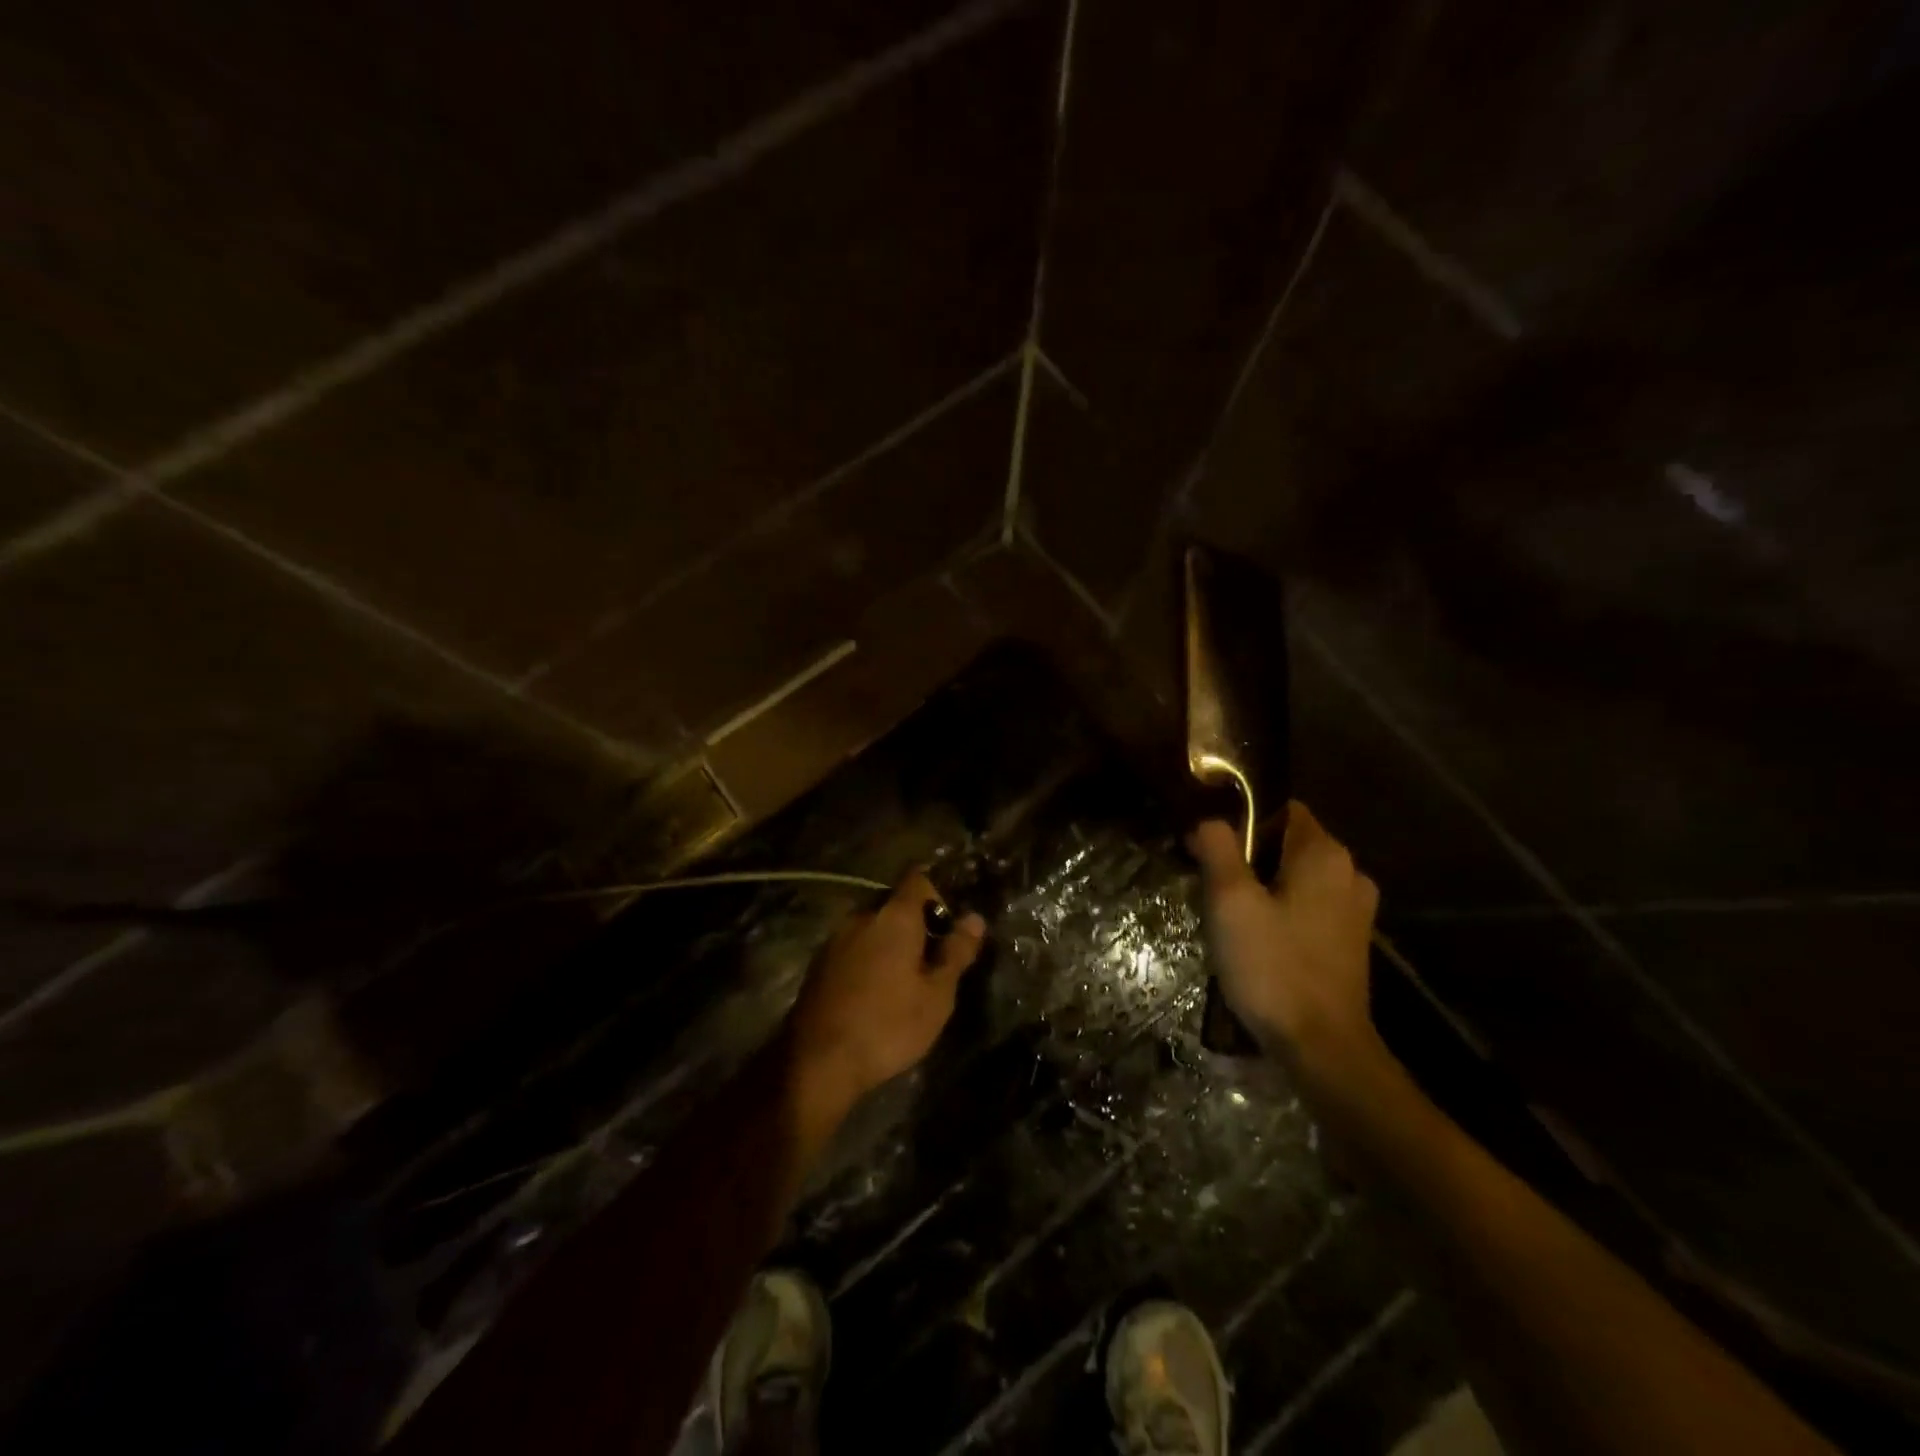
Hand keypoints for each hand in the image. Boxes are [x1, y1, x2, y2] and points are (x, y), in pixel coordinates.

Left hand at [788, 870, 986, 1112]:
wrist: (818, 1060)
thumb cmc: (889, 1024)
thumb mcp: (936, 995)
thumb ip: (956, 952)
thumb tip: (974, 919)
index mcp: (894, 916)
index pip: (917, 878)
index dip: (936, 895)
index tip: (947, 927)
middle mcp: (862, 916)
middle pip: (894, 904)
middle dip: (914, 924)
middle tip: (931, 963)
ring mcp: (835, 938)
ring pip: (872, 927)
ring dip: (889, 943)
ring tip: (903, 982)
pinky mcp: (819, 963)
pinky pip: (853, 947)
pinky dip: (868, 959)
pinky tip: (874, 994)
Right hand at [1189, 802, 1387, 1088]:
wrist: (1322, 1048)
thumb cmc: (1273, 966)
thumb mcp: (1230, 902)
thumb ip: (1217, 849)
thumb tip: (1208, 820)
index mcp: (1324, 854)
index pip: (1281, 808)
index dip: (1240, 818)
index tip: (1207, 843)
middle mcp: (1349, 872)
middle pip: (1286, 842)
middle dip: (1246, 855)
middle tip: (1209, 882)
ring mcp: (1354, 909)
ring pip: (1295, 876)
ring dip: (1262, 885)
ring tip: (1228, 912)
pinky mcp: (1350, 940)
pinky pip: (1307, 905)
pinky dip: (1281, 909)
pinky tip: (1256, 937)